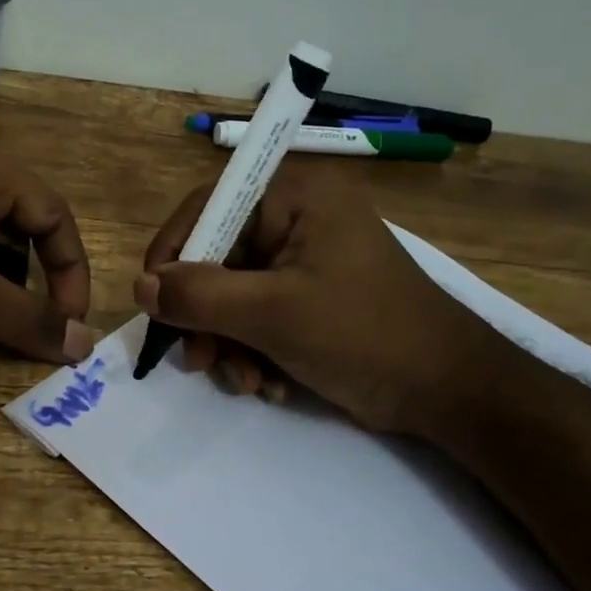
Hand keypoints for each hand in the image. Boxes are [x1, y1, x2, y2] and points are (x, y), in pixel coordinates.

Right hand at [133, 167, 503, 435]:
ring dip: (228, 343)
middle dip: (206, 316)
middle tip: (200, 361)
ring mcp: (305, 261)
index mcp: (295, 198)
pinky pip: (258, 316)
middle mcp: (298, 219)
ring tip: (246, 383)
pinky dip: (253, 351)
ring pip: (233, 294)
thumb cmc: (364, 335)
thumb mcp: (273, 314)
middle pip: (218, 257)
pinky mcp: (311, 298)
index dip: (174, 251)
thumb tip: (140, 287)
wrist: (451, 392)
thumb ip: (199, 297)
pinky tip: (270, 384)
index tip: (154, 301)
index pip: (209, 206)